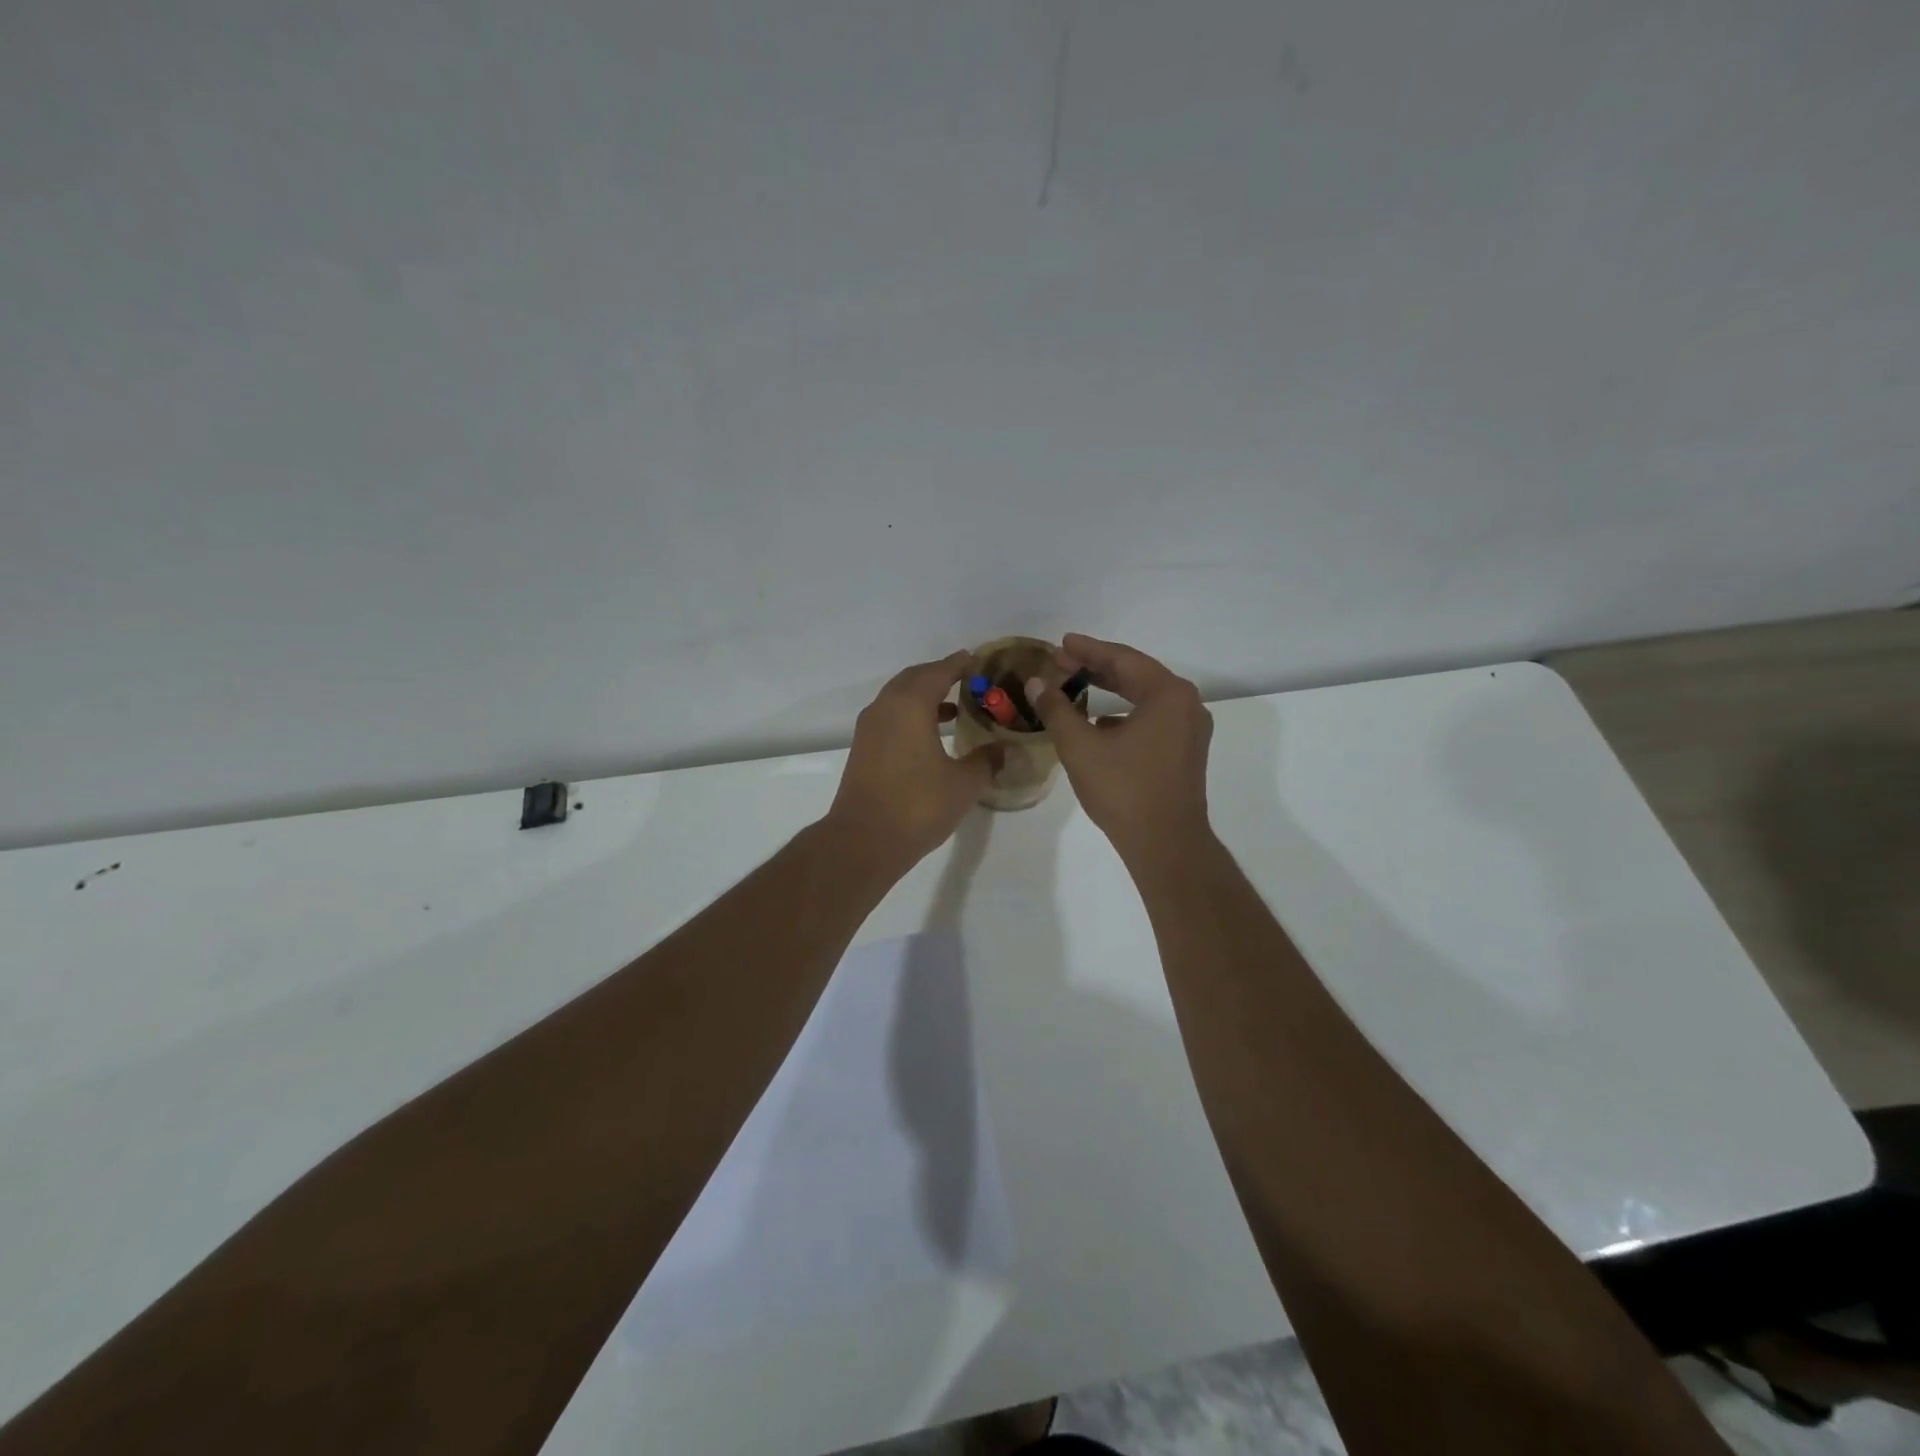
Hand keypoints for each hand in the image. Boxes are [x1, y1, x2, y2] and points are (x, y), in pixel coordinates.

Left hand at [826, 651, 999, 869]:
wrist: (864, 840)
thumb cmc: (918, 805)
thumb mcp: (964, 783)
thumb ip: (987, 760)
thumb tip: (1006, 749)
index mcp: (910, 704)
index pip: (938, 671)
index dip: (959, 664)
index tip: (977, 660)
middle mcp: (885, 707)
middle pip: (914, 678)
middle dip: (939, 676)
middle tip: (968, 681)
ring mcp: (870, 728)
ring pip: (899, 698)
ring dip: (924, 697)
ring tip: (955, 708)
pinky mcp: (863, 749)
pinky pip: (890, 717)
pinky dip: (911, 716)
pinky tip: (931, 736)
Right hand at [1027, 633, 1213, 862]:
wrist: (1165, 844)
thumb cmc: (1123, 789)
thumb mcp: (1080, 745)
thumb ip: (1057, 709)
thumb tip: (1037, 683)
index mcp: (1167, 693)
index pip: (1122, 659)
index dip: (1087, 650)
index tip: (1061, 642)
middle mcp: (1186, 704)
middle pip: (1136, 675)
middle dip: (1097, 668)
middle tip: (1061, 663)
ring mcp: (1190, 729)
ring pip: (1143, 698)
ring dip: (1110, 691)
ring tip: (1075, 687)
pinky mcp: (1185, 752)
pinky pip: (1151, 719)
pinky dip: (1123, 714)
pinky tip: (1098, 723)